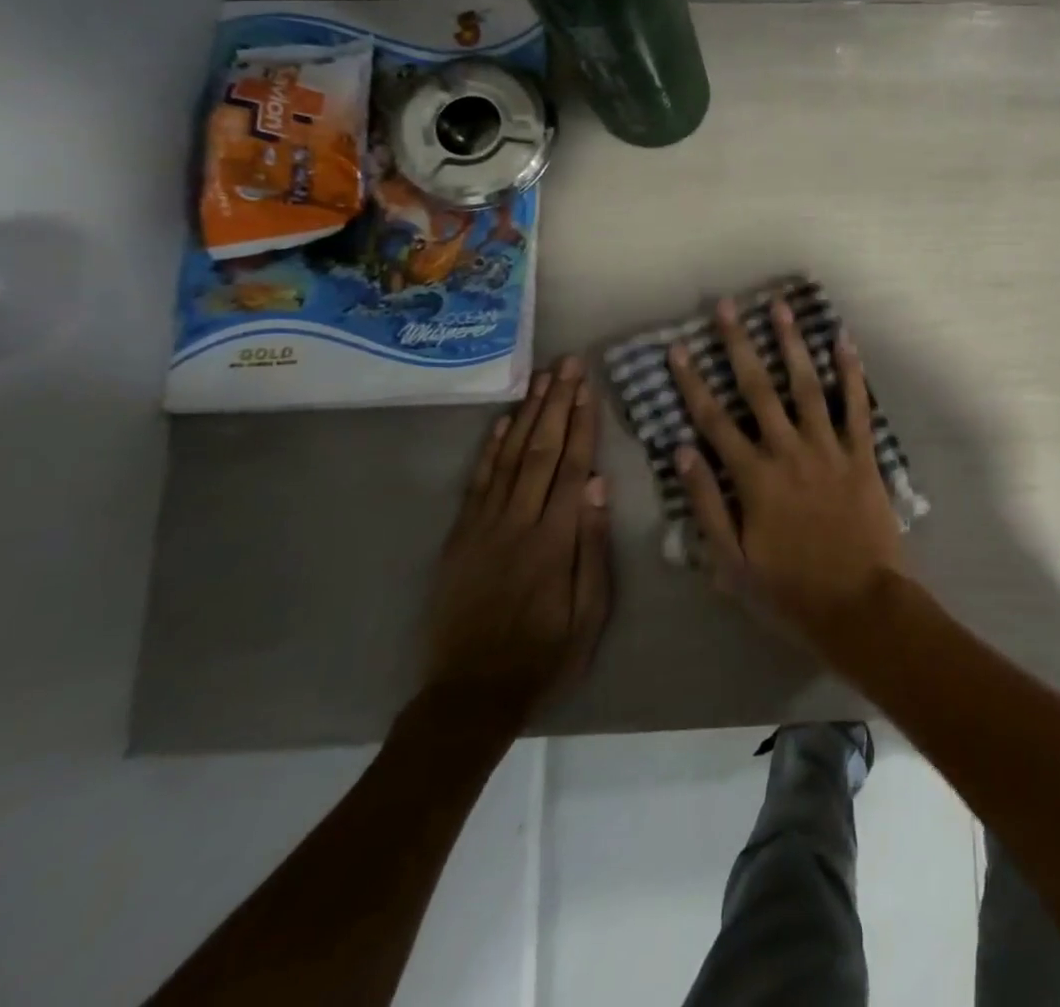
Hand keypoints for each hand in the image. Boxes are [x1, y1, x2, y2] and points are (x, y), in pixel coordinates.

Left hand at [422, 358, 613, 725]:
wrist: (470, 694)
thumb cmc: (544, 654)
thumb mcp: (588, 612)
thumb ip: (592, 546)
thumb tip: (599, 484)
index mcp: (553, 539)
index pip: (571, 466)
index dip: (581, 423)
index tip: (587, 387)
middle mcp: (517, 522)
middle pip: (540, 450)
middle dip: (555, 403)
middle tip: (566, 364)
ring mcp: (483, 527)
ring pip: (508, 457)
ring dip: (526, 415)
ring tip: (540, 378)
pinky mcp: (460, 538)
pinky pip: (476, 483)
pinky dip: (488, 449)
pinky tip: (500, 422)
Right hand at [668, 296, 904, 647]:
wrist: (859, 605)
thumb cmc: (790, 590)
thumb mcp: (732, 562)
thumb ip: (706, 504)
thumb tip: (682, 452)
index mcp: (754, 478)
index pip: (714, 420)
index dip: (692, 383)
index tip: (678, 349)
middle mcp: (789, 452)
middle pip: (758, 389)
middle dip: (739, 345)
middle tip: (727, 307)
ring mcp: (829, 449)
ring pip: (807, 386)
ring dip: (792, 344)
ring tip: (781, 307)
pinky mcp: (862, 456)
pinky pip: (857, 407)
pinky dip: (852, 373)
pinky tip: (844, 341)